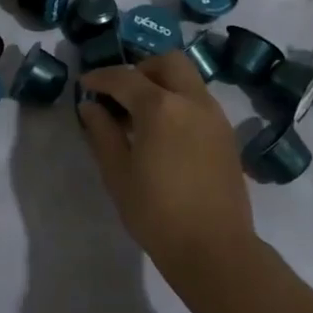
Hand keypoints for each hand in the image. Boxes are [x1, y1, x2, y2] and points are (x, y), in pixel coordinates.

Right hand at [77, 52, 255, 272]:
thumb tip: (91, 106)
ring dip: (162, 84)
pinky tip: (165, 132)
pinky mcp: (227, 135)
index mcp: (161, 107)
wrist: (214, 249)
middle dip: (140, 69)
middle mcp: (192, 101)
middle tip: (121, 92)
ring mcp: (214, 116)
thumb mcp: (118, 173)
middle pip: (167, 62)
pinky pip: (199, 101)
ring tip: (141, 114)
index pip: (125, 77)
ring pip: (188, 79)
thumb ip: (102, 132)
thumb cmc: (156, 213)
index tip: (85, 85)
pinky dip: (179, 101)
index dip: (101, 77)